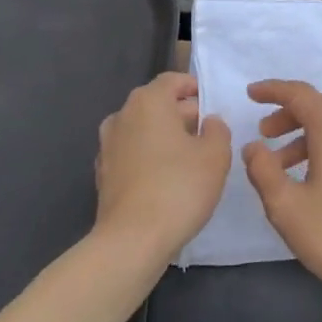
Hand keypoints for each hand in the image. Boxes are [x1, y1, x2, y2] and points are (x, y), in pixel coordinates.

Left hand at [96, 73, 230, 260]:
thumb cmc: (179, 187)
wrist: (131, 241)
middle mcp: (123, 116)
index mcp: (148, 102)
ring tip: (190, 158)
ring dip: (164, 137)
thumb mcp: (216, 156)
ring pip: (143, 130)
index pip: (172, 80)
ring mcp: (108, 146)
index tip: (211, 104)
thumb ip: (218, 130)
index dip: (193, 88)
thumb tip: (209, 122)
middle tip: (208, 134)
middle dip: (182, 114)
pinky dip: (149, 158)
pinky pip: (132, 154)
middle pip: (156, 104)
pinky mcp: (103, 174)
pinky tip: (166, 180)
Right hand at [242, 80, 321, 307]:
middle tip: (263, 133)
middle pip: (320, 106)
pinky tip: (308, 180)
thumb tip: (253, 146)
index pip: (301, 94)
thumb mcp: (286, 206)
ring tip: (278, 165)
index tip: (250, 94)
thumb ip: (263, 171)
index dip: (273, 90)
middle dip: (289, 113)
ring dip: (304, 134)